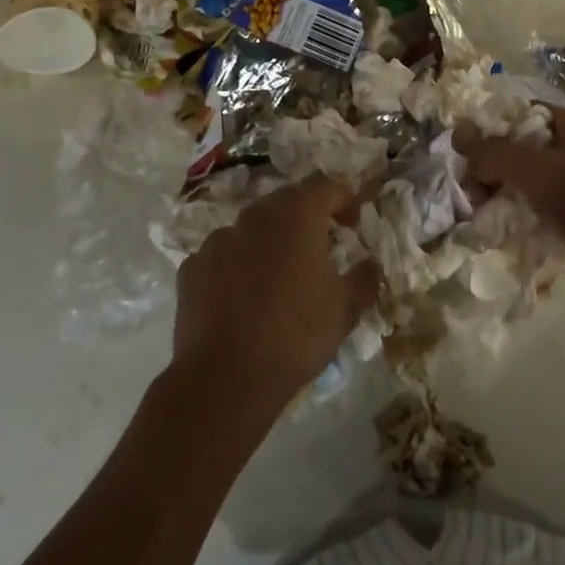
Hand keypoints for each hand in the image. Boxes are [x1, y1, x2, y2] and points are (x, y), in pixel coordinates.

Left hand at [169, 175, 378, 418]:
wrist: (224, 379)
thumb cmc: (295, 335)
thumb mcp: (344, 309)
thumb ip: (363, 278)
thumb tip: (371, 263)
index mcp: (297, 216)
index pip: (326, 185)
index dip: (344, 199)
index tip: (353, 223)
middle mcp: (255, 216)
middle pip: (287, 201)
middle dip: (306, 217)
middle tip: (320, 247)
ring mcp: (219, 239)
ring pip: (252, 227)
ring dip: (269, 241)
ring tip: (278, 275)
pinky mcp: (193, 267)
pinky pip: (223, 255)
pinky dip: (237, 265)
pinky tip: (242, 297)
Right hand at [464, 107, 564, 301]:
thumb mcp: (532, 168)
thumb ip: (492, 152)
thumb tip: (457, 137)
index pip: (520, 113)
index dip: (490, 128)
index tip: (464, 151)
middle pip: (521, 147)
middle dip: (492, 166)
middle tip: (469, 188)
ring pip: (529, 178)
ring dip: (504, 192)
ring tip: (481, 211)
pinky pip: (541, 203)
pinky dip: (522, 212)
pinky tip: (504, 227)